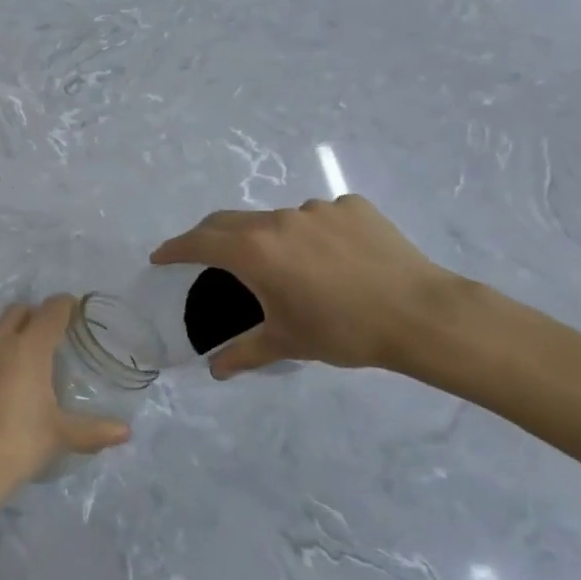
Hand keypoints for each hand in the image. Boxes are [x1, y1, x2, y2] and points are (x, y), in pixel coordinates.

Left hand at [0, 296, 129, 503]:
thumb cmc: (19, 444)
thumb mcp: (61, 436)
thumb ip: (94, 430)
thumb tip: (125, 431)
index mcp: (29, 349)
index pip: (51, 311)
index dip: (64, 305)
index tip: (72, 309)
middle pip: (16, 311)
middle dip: (32, 316)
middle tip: (43, 335)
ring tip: (4, 354)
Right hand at [151, 196, 464, 377]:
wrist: (420, 315)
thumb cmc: (342, 331)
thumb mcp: (286, 343)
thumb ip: (243, 353)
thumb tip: (214, 371)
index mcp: (254, 250)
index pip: (199, 241)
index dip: (175, 248)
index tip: (160, 257)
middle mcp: (278, 220)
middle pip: (230, 221)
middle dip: (211, 237)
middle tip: (205, 256)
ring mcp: (317, 209)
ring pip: (278, 220)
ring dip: (269, 239)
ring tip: (289, 268)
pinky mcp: (352, 207)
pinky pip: (319, 218)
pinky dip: (312, 235)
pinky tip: (333, 260)